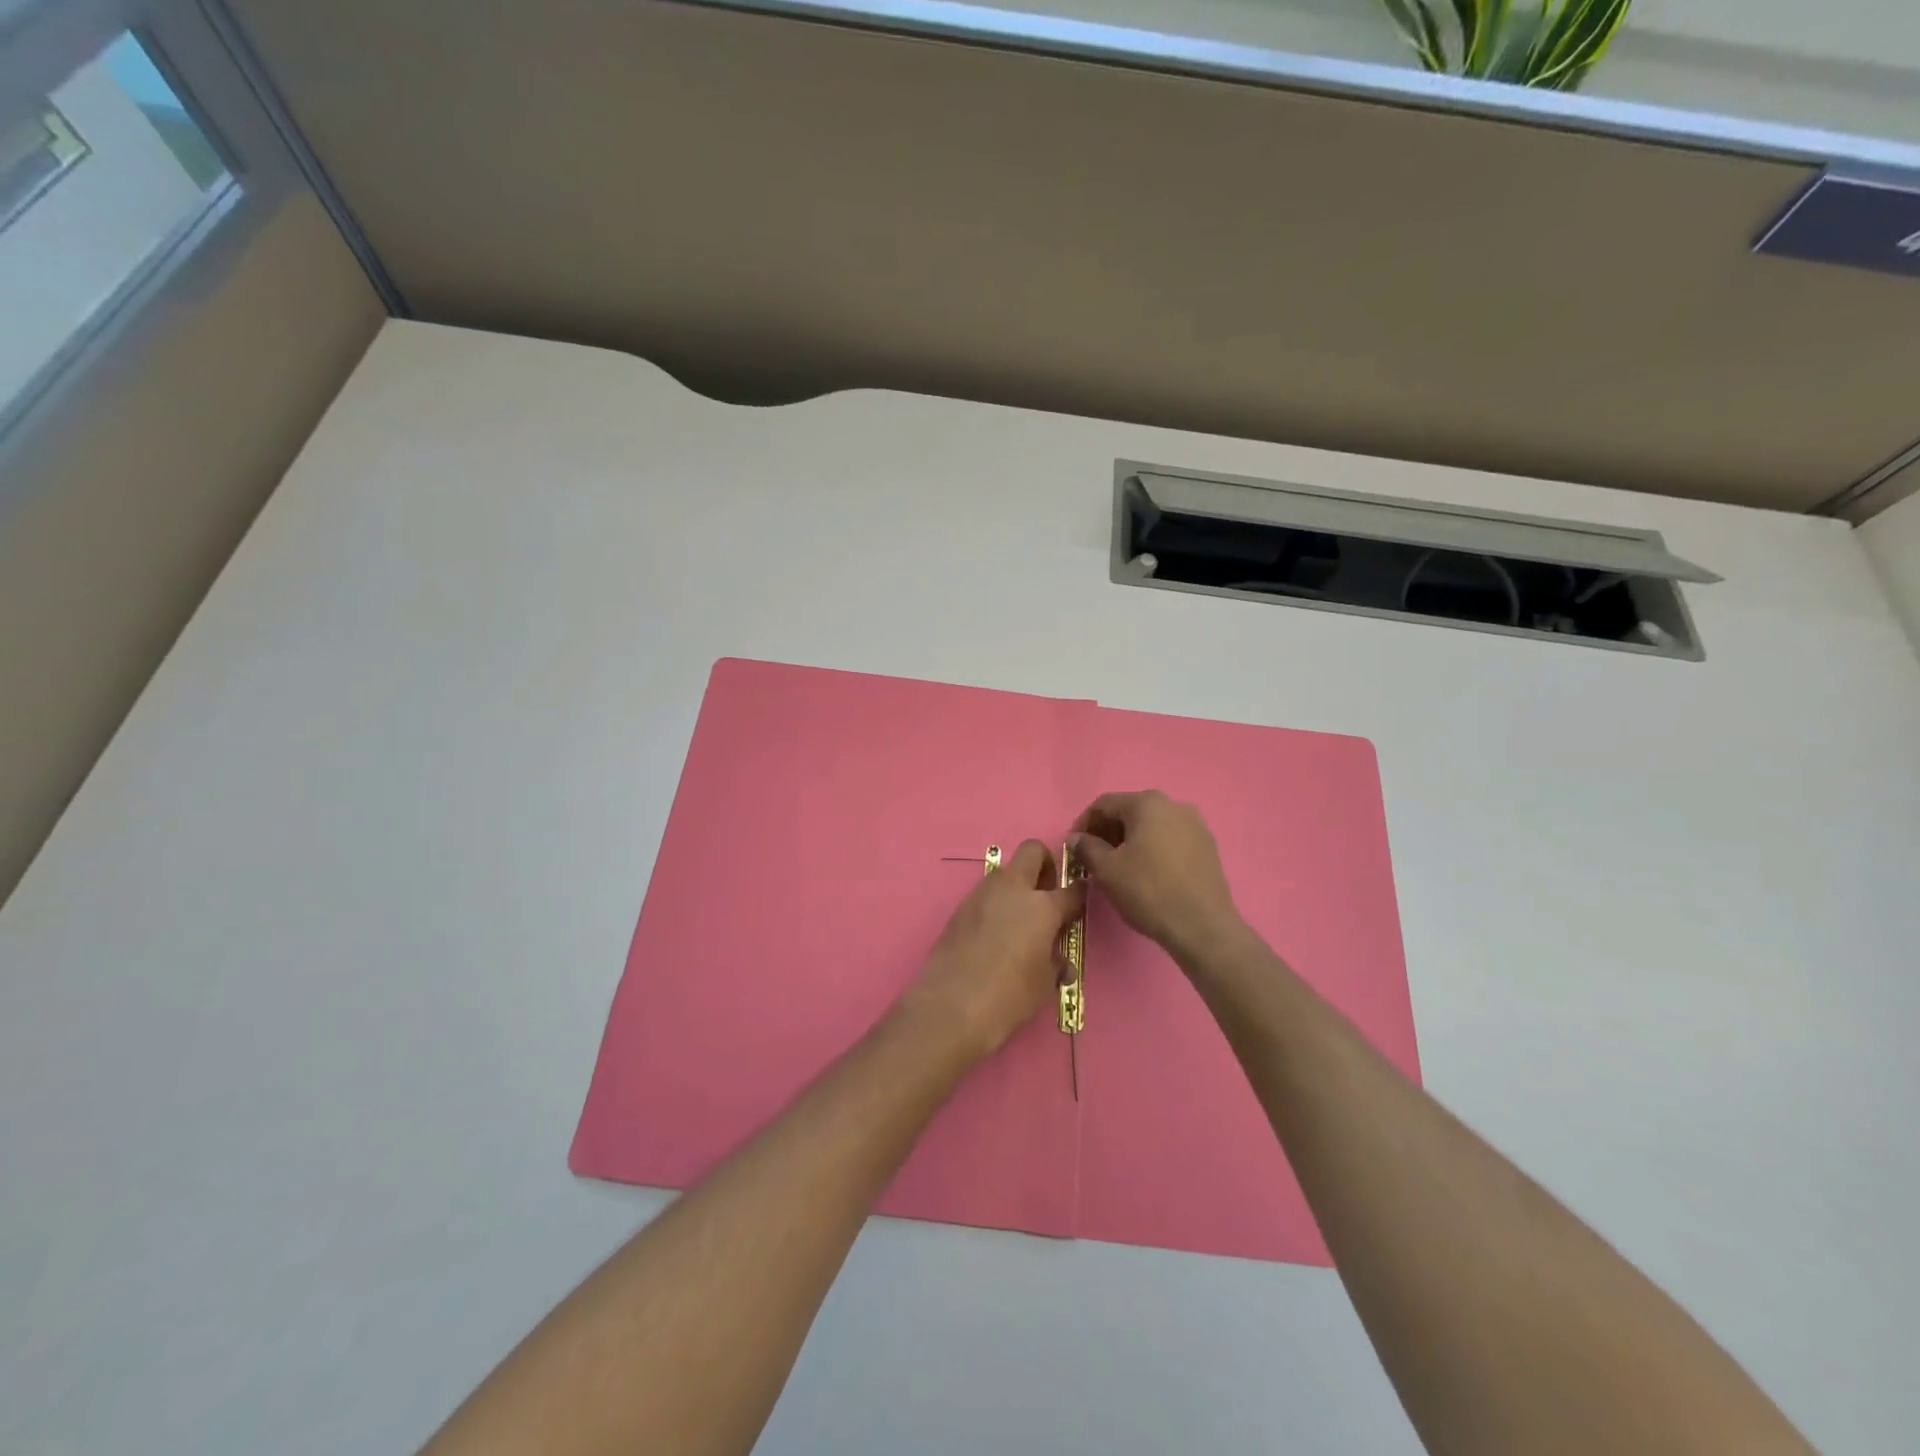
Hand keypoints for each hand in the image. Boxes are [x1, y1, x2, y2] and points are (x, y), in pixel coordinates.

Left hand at [904, 840, 1085, 1059]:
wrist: (950, 1005)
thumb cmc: (1009, 996)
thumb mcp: (1044, 984)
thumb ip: (1055, 963)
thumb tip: (1059, 961)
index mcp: (1042, 906)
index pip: (1072, 889)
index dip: (1079, 894)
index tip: (1079, 903)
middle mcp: (1013, 889)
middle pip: (1033, 850)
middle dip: (1044, 864)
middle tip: (1046, 895)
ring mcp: (983, 894)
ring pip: (1005, 871)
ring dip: (1017, 885)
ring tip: (1019, 919)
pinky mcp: (960, 907)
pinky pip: (986, 893)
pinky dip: (996, 903)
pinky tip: (995, 933)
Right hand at [1069, 791, 1241, 963]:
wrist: (1203, 927)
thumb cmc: (1149, 891)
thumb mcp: (1107, 870)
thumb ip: (1087, 848)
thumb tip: (1076, 838)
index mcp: (1147, 803)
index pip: (1104, 804)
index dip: (1084, 823)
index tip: (1074, 846)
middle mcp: (1174, 805)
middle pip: (1130, 811)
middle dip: (1108, 831)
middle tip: (1094, 856)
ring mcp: (1196, 825)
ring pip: (1152, 825)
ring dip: (1130, 840)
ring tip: (1119, 866)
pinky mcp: (1208, 846)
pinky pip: (1171, 839)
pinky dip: (1153, 848)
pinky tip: (1147, 872)